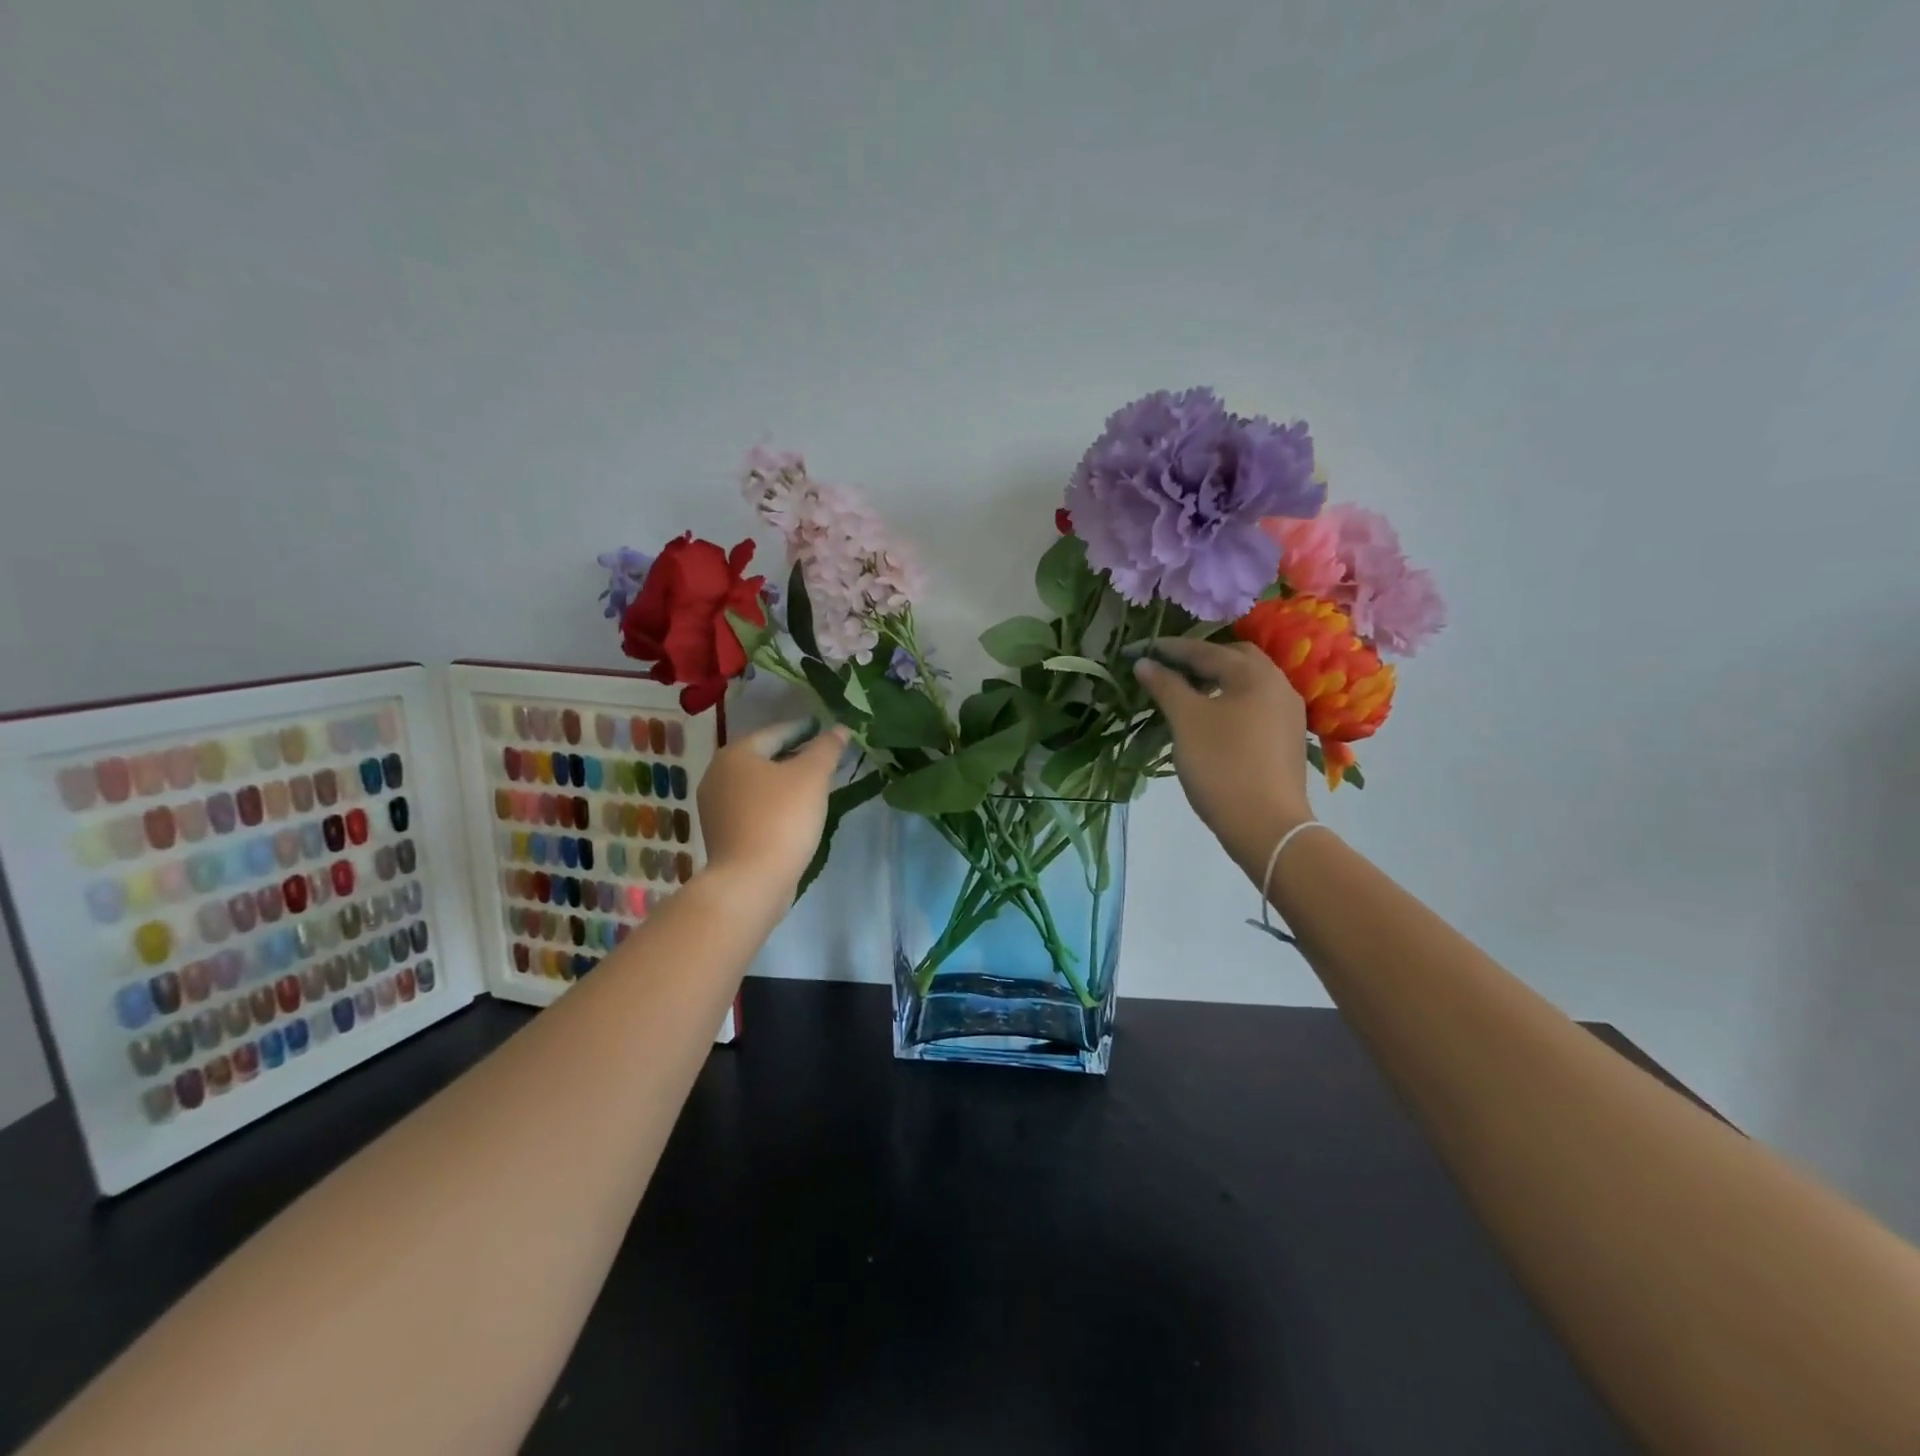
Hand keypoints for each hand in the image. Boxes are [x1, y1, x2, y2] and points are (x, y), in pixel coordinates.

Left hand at [697, 718, 849, 893]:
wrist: (751, 881)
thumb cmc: (781, 819)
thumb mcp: (812, 777)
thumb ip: (827, 748)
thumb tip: (839, 729)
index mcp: (736, 754)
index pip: (777, 731)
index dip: (805, 729)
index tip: (827, 730)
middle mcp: (717, 774)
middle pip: (765, 757)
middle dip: (796, 756)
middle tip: (826, 758)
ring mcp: (715, 807)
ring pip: (759, 784)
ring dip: (785, 781)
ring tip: (815, 785)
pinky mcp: (722, 833)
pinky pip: (754, 807)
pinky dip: (775, 803)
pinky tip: (796, 812)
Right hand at [1132, 638, 1313, 872]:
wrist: (1266, 825)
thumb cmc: (1222, 764)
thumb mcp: (1186, 720)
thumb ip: (1165, 686)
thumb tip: (1144, 662)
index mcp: (1256, 674)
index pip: (1207, 651)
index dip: (1171, 649)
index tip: (1142, 649)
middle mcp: (1279, 686)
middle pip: (1236, 660)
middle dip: (1201, 660)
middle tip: (1170, 669)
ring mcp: (1288, 714)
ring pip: (1247, 684)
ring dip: (1216, 682)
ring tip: (1186, 694)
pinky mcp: (1287, 740)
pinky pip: (1254, 707)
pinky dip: (1230, 703)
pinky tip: (1211, 721)